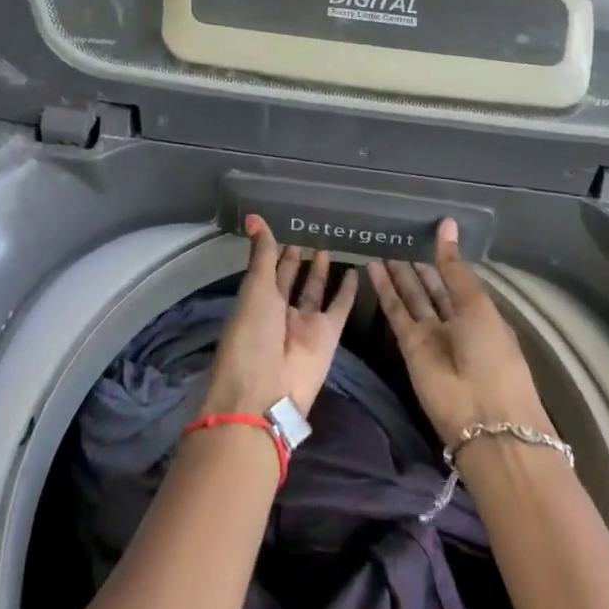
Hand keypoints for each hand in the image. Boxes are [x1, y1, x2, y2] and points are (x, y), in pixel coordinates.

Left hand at [201, 216, 359, 418]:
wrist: (267, 392)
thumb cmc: (251, 334)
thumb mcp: (255, 288)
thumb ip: (261, 253)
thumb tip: (253, 216)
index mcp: (256, 300)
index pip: (267, 267)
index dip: (275, 247)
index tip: (286, 222)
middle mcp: (279, 311)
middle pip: (290, 278)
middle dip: (298, 256)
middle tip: (310, 228)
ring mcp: (304, 323)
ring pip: (314, 290)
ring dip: (320, 270)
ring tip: (328, 243)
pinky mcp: (328, 335)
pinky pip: (339, 307)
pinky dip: (348, 291)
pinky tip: (356, 271)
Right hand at [368, 219, 549, 444]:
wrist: (483, 417)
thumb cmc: (492, 354)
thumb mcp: (477, 304)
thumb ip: (455, 267)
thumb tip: (447, 224)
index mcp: (480, 313)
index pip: (458, 279)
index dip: (443, 257)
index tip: (428, 231)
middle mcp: (455, 323)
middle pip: (433, 288)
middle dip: (418, 265)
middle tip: (400, 235)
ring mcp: (431, 335)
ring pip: (412, 297)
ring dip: (398, 274)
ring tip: (383, 245)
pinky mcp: (409, 346)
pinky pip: (395, 311)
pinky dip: (385, 290)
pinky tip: (374, 266)